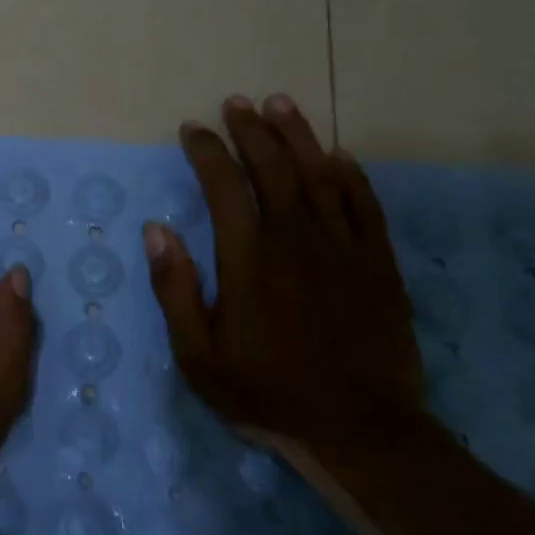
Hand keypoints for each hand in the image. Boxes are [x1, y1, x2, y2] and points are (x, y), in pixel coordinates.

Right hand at [143, 94, 422, 456]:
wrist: (360, 431)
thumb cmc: (267, 392)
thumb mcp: (198, 355)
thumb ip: (174, 289)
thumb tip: (156, 230)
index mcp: (248, 259)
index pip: (224, 187)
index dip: (207, 152)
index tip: (193, 130)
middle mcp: (295, 240)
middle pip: (273, 168)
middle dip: (251, 130)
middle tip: (235, 102)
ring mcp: (342, 249)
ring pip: (319, 175)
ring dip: (298, 135)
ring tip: (280, 104)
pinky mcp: (378, 264)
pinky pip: (364, 205)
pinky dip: (351, 175)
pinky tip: (338, 155)